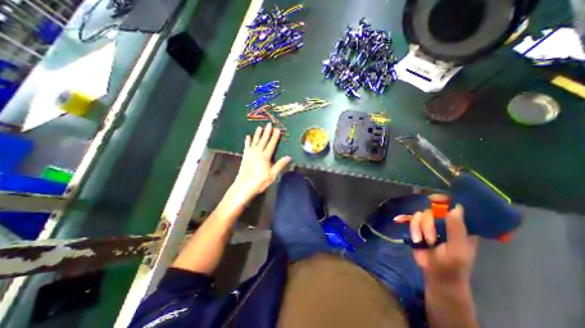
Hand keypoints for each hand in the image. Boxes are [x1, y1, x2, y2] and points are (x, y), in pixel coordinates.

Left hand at [231, 123, 289, 199]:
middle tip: (269, 124)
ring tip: (260, 127)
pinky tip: (248, 137)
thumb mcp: (272, 175)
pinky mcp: (245, 157)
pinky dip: (247, 141)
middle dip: (267, 132)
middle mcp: (257, 153)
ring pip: (255, 141)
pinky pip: (246, 146)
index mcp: (265, 157)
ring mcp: (250, 154)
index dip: (275, 137)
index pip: (271, 144)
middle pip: (263, 140)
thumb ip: (280, 165)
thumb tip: (288, 157)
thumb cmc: (259, 182)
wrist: (243, 187)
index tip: (277, 129)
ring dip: (257, 134)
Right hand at [403, 205, 479, 283]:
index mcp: (460, 225)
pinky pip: (411, 219)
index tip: (433, 199)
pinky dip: (408, 224)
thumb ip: (457, 229)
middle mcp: (444, 221)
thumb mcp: (457, 248)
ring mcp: (430, 224)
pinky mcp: (418, 228)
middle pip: (431, 210)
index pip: (453, 205)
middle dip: (427, 224)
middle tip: (430, 239)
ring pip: (419, 215)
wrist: (436, 274)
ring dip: (418, 229)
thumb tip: (456, 207)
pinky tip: (404, 226)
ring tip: (422, 242)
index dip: (444, 200)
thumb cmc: (453, 265)